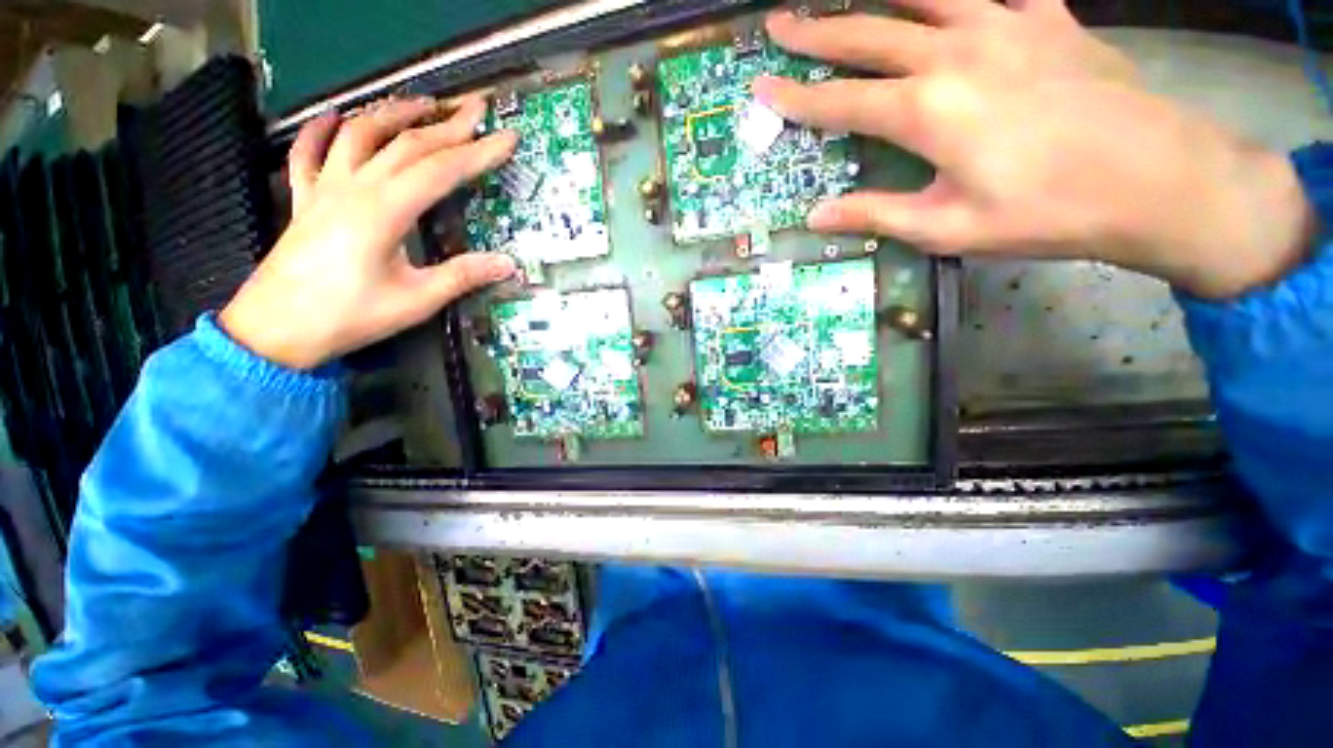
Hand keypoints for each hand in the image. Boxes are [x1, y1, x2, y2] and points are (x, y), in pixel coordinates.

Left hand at [219, 97, 517, 368]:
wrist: (276, 330)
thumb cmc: (349, 316)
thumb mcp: (417, 300)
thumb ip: (463, 276)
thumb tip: (508, 264)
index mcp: (385, 210)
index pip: (441, 170)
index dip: (478, 153)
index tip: (507, 139)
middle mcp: (354, 187)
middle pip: (406, 143)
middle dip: (447, 124)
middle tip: (477, 109)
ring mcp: (324, 188)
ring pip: (359, 134)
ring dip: (394, 113)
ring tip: (423, 103)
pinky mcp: (304, 199)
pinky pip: (309, 153)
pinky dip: (321, 130)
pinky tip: (334, 116)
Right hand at [756, 0, 1315, 298]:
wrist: (1155, 180)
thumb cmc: (1044, 213)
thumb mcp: (945, 228)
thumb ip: (875, 215)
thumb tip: (816, 218)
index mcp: (926, 111)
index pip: (839, 101)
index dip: (795, 97)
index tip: (761, 87)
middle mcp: (954, 53)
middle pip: (867, 34)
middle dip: (815, 30)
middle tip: (779, 24)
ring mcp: (1004, 24)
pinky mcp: (1045, 17)